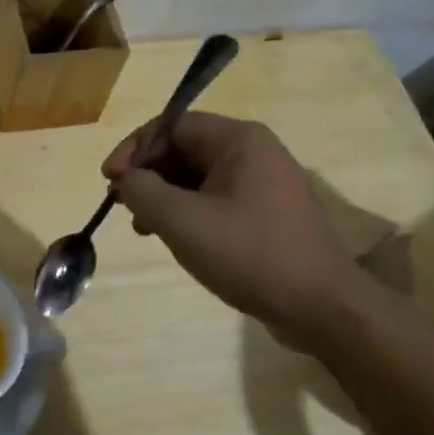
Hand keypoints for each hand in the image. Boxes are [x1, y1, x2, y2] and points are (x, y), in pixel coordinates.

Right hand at [102, 112, 370, 349]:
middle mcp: (255, 151)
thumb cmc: (250, 254)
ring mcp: (265, 183)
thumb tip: (125, 179)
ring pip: (198, 176)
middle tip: (123, 204)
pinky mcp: (269, 213)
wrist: (323, 308)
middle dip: (148, 174)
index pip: (172, 126)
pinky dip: (188, 211)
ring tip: (143, 226)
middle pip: (184, 149)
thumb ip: (142, 190)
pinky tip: (173, 238)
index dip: (135, 149)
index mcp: (239, 140)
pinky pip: (217, 198)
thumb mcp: (182, 221)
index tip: (110, 180)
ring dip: (164, 196)